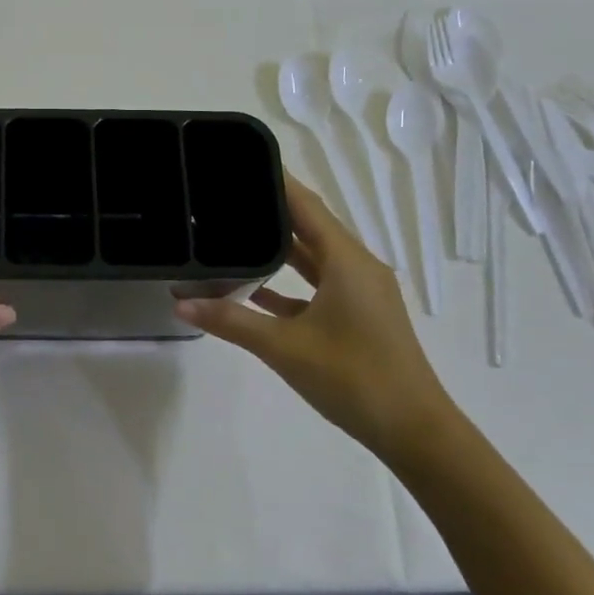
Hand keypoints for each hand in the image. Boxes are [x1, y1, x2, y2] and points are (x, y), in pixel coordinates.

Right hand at [176, 172, 457, 456]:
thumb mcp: (284, 348)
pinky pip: (319, 287)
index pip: (307, 206)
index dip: (277, 182)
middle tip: (225, 198)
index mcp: (347, 262)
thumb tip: (180, 304)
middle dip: (271, 212)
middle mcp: (357, 268)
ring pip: (314, 259)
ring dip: (279, 249)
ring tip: (234, 234)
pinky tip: (255, 291)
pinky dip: (289, 284)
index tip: (241, 163)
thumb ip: (230, 322)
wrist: (414, 431)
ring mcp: (361, 294)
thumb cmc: (353, 378)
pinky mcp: (359, 317)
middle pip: (310, 228)